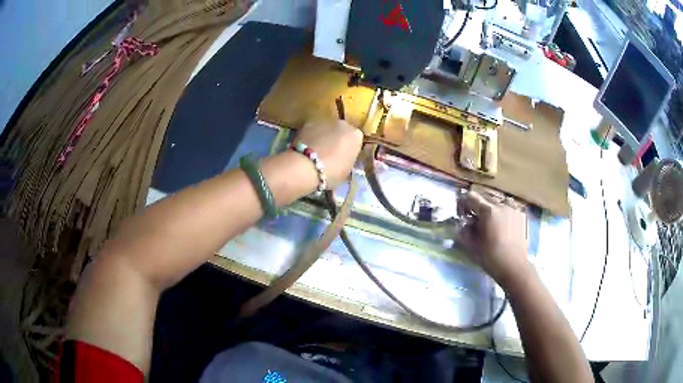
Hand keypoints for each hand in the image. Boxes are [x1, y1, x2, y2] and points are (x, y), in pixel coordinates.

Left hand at [293, 119, 362, 187]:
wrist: (306, 167)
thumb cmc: (332, 172)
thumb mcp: (347, 170)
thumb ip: (347, 159)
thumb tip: (342, 158)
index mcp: (356, 135)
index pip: (356, 140)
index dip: (349, 149)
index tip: (344, 157)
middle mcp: (342, 123)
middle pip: (341, 130)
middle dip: (337, 139)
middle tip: (330, 153)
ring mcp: (324, 121)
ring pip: (326, 129)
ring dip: (324, 136)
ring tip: (316, 151)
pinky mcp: (307, 123)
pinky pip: (312, 130)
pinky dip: (311, 136)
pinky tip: (306, 148)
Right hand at [457, 192, 530, 288]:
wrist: (514, 267)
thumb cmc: (491, 257)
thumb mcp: (472, 246)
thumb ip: (465, 231)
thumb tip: (463, 224)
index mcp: (488, 210)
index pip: (471, 197)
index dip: (463, 204)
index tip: (462, 215)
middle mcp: (501, 205)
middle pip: (485, 197)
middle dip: (477, 207)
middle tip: (474, 220)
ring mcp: (513, 209)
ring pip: (498, 201)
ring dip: (491, 208)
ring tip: (490, 221)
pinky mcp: (521, 216)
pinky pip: (509, 208)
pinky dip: (503, 213)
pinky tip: (502, 225)